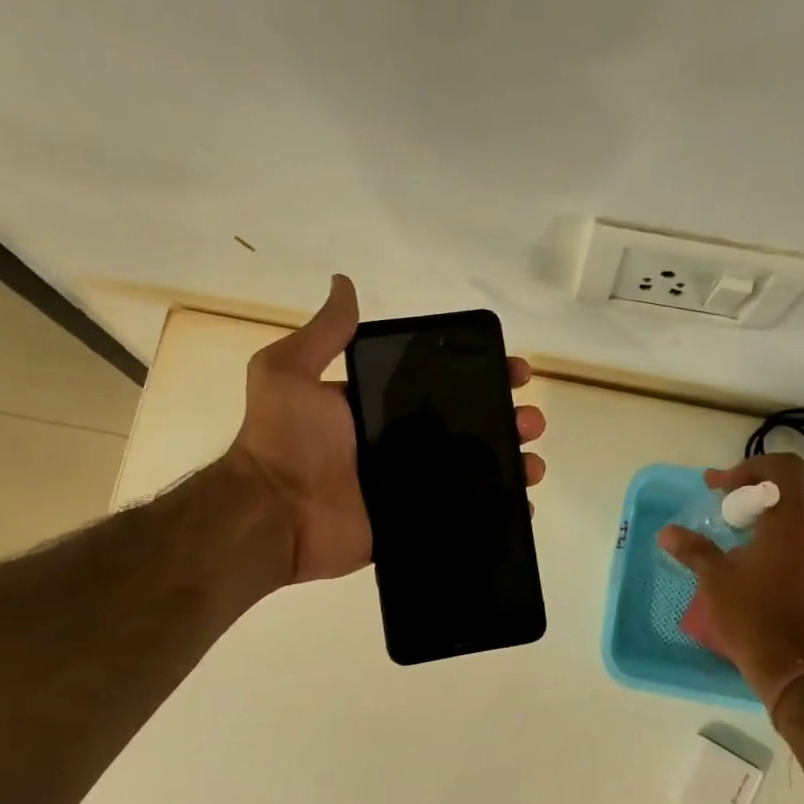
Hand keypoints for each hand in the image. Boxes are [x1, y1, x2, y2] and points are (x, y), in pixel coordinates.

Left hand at [228, 275, 546, 584]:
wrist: (271, 513)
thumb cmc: (284, 440)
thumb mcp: (289, 372)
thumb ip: (324, 334)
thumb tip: (345, 283)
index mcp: (380, 407)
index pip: (442, 384)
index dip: (481, 375)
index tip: (514, 372)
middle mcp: (400, 442)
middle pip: (468, 426)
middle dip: (506, 420)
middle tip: (529, 421)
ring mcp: (410, 485)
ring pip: (474, 469)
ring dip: (510, 463)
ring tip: (532, 464)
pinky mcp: (414, 520)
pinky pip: (463, 512)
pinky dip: (496, 509)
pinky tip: (522, 505)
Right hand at [658, 452, 803, 706]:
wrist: (797, 672)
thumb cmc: (753, 618)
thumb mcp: (716, 580)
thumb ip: (693, 549)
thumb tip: (667, 533)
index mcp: (790, 524)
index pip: (782, 468)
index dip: (750, 466)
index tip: (722, 488)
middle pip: (786, 493)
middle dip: (750, 494)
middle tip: (721, 509)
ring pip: (793, 520)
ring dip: (763, 519)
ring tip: (733, 539)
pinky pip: (800, 545)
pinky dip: (776, 541)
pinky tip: (752, 567)